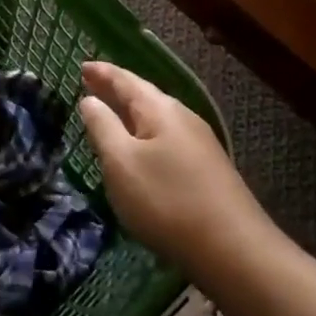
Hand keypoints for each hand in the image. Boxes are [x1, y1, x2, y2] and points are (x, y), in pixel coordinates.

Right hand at [78, 61, 266, 268]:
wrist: (234, 250)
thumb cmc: (167, 201)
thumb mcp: (122, 163)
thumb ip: (102, 127)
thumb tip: (90, 99)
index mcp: (160, 110)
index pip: (125, 81)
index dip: (102, 73)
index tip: (82, 65)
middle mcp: (183, 118)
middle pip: (144, 96)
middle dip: (116, 89)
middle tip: (91, 83)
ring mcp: (199, 144)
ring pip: (157, 118)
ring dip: (131, 113)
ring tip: (110, 113)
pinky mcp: (206, 169)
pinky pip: (166, 138)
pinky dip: (145, 133)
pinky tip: (140, 147)